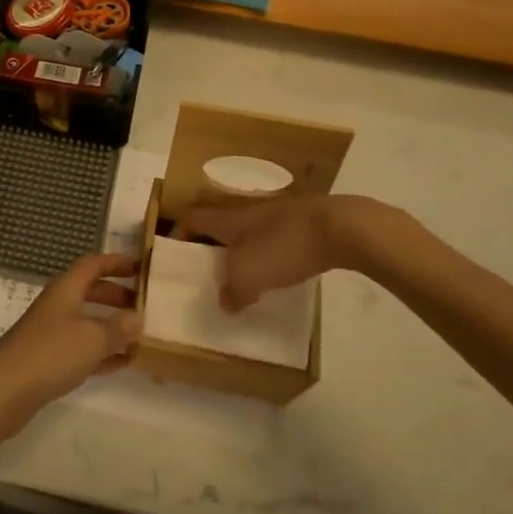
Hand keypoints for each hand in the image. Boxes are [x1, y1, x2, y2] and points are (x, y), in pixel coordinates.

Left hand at [0, 253, 141, 439]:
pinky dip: (103, 351)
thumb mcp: (93, 338)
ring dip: (112, 325)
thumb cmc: (51, 353)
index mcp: (66, 289)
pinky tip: (123, 362)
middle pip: (91, 291)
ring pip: (87, 321)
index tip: (141, 267)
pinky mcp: (49, 360)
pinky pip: (82, 349)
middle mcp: (58, 305)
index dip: (117, 262)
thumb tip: (138, 317)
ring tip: (140, 335)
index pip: (93, 264)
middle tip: (144, 303)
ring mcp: (51, 333)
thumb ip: (119, 327)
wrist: (4, 391)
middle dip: (117, 294)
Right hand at [175, 194, 435, 310]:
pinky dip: (266, 252)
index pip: (192, 218)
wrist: (340, 227)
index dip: (178, 232)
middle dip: (208, 241)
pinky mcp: (301, 223)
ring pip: (246, 230)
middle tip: (205, 267)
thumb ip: (232, 291)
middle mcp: (246, 211)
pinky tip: (276, 272)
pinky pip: (272, 237)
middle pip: (218, 221)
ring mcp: (276, 214)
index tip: (172, 252)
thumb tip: (226, 302)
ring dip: (238, 249)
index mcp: (227, 219)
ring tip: (239, 275)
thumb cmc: (284, 246)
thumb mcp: (249, 276)